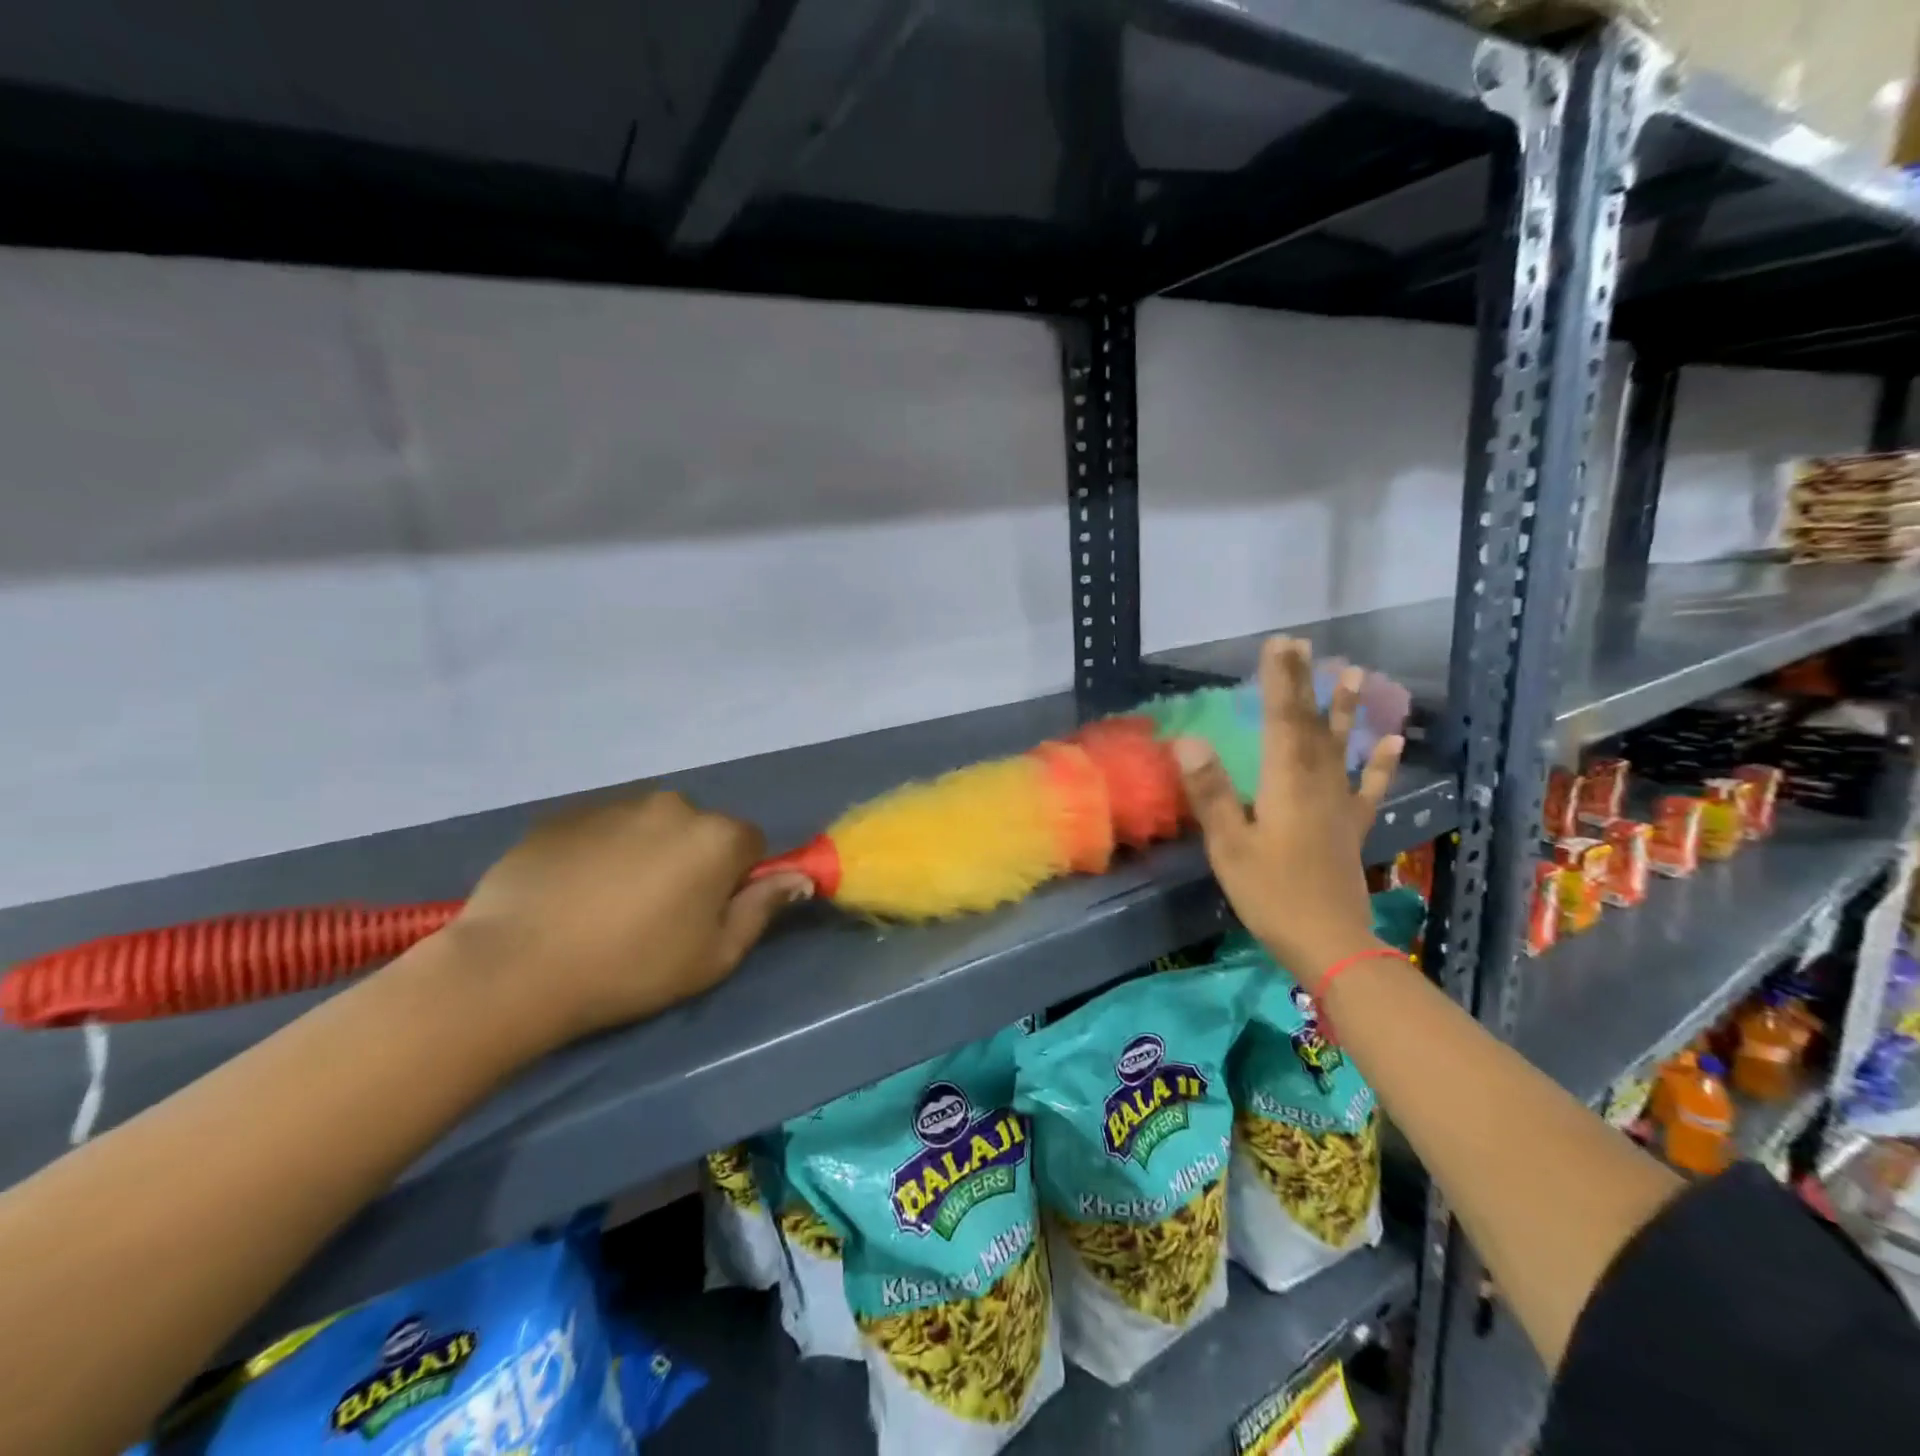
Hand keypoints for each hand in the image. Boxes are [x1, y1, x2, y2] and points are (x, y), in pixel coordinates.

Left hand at [438, 791, 810, 1052]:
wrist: (515, 966)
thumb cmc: (632, 967)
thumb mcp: (714, 956)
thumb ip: (762, 909)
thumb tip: (798, 879)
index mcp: (716, 836)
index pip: (750, 844)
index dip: (735, 880)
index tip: (706, 914)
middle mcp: (673, 805)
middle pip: (700, 830)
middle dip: (691, 860)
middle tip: (657, 913)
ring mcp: (615, 803)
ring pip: (651, 826)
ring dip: (646, 853)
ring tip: (608, 904)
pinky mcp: (566, 814)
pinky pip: (604, 828)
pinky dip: (601, 851)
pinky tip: (573, 893)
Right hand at [1174, 637, 1402, 990]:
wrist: (1330, 943)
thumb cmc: (1271, 895)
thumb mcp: (1229, 846)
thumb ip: (1212, 792)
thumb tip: (1189, 740)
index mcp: (1285, 784)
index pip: (1281, 720)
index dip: (1279, 680)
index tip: (1279, 644)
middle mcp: (1317, 784)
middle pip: (1309, 725)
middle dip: (1304, 683)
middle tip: (1303, 645)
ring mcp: (1339, 805)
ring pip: (1340, 747)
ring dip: (1345, 710)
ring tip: (1355, 674)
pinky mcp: (1350, 827)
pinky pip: (1367, 788)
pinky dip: (1379, 764)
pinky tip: (1392, 742)